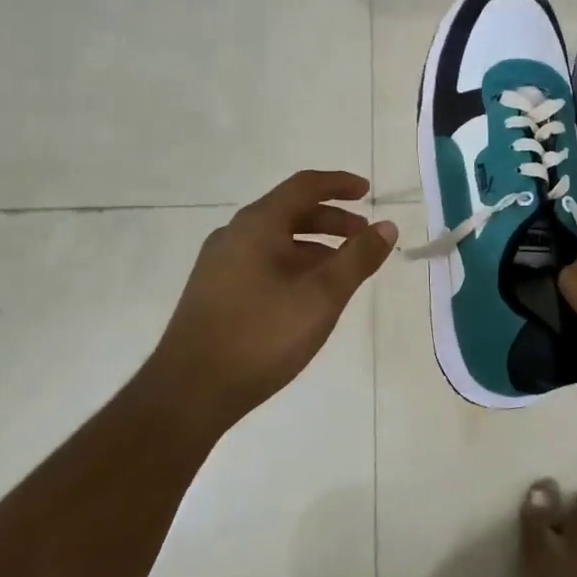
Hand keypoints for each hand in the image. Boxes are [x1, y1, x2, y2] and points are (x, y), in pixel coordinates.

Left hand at [148, 170, 396, 431]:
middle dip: (332, 220)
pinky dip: (293, 264)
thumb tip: (387, 226)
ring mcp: (219, 264)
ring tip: (342, 270)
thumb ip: (358, 258)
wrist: (189, 392)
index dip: (339, 184)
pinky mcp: (214, 291)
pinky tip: (307, 295)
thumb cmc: (262, 335)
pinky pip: (262, 261)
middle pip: (290, 211)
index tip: (367, 190)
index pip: (304, 186)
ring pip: (276, 240)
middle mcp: (234, 235)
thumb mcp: (322, 296)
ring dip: (314, 245)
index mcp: (257, 225)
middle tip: (363, 236)